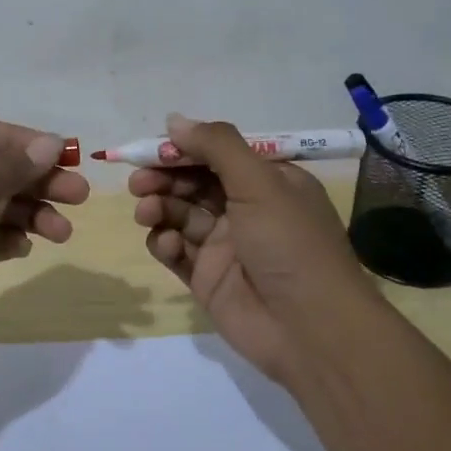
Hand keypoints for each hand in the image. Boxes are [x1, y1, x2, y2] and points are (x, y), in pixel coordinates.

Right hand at [131, 113, 371, 380]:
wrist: (310, 330)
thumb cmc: (290, 244)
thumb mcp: (260, 183)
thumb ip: (216, 147)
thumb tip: (174, 120)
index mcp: (268, 182)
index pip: (217, 154)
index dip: (183, 149)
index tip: (153, 150)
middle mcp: (246, 209)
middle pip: (193, 183)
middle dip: (164, 178)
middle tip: (139, 181)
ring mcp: (225, 245)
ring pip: (180, 215)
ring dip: (159, 207)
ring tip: (147, 212)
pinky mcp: (206, 278)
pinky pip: (176, 251)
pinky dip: (164, 242)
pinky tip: (164, 243)